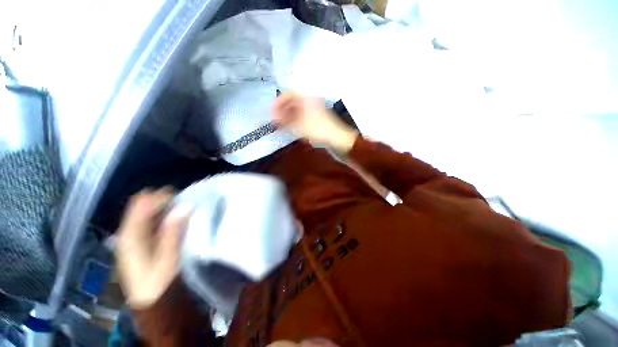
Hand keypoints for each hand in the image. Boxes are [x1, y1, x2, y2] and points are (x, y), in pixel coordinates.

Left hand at [115, 188, 190, 308]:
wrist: (150, 300)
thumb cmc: (159, 281)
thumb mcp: (168, 257)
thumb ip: (173, 231)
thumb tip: (183, 206)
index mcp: (131, 235)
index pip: (141, 203)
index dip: (161, 197)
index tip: (181, 199)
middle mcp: (127, 231)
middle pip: (141, 204)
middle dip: (161, 199)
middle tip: (182, 203)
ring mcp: (132, 235)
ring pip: (145, 210)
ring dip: (163, 206)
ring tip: (180, 210)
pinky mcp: (138, 239)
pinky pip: (148, 218)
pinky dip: (161, 214)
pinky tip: (172, 220)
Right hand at [272, 92, 357, 153]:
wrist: (336, 137)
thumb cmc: (317, 128)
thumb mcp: (298, 125)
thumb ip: (284, 121)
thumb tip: (273, 118)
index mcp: (306, 97)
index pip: (288, 93)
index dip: (278, 102)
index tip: (271, 111)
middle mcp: (309, 100)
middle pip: (292, 101)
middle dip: (282, 110)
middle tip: (275, 119)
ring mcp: (313, 108)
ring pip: (297, 109)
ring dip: (288, 116)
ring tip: (281, 125)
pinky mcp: (316, 116)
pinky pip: (302, 115)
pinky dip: (294, 120)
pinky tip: (290, 127)